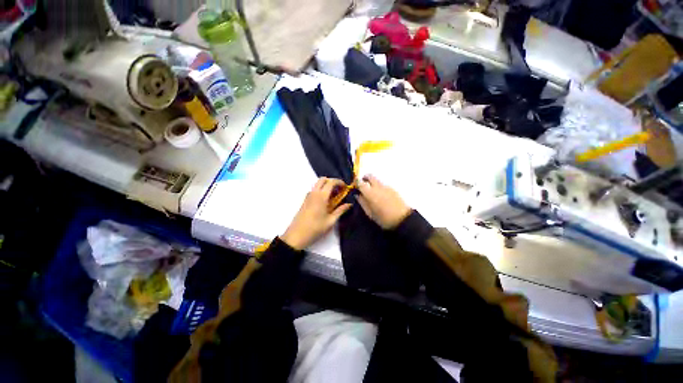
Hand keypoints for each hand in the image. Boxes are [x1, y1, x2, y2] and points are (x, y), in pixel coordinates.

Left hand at [281, 178, 351, 249]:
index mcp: (321, 196)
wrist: (296, 236)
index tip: (345, 187)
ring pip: (317, 184)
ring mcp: (308, 196)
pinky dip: (321, 190)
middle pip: (323, 179)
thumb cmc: (315, 228)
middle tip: (339, 190)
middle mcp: (314, 193)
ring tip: (333, 196)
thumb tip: (349, 204)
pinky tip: (325, 202)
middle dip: (332, 181)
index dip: (340, 182)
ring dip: (326, 186)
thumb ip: (340, 210)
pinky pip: (314, 190)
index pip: (331, 182)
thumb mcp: (331, 221)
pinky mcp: (305, 200)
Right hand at [357, 175, 410, 228]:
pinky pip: (383, 185)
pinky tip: (381, 196)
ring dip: (372, 183)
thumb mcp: (370, 213)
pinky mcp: (392, 189)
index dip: (356, 182)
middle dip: (364, 178)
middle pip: (369, 176)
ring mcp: (386, 187)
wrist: (403, 219)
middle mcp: (378, 187)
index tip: (355, 186)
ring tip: (373, 194)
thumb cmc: (384, 219)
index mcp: (370, 193)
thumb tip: (357, 195)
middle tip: (363, 186)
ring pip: (376, 180)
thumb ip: (362, 202)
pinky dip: (379, 187)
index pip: (360, 182)